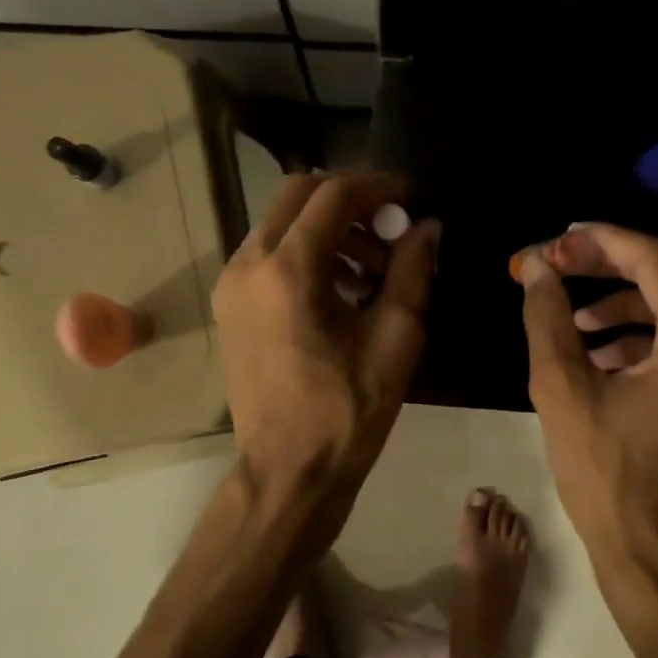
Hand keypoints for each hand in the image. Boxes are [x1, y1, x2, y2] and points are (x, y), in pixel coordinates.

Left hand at [213, 172, 439, 513]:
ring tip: (373, 269)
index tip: (410, 197)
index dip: (377, 186)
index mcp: (288, 270)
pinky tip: (342, 290)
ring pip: (281, 223)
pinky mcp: (230, 306)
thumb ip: (413, 271)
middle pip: (298, 195)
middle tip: (391, 227)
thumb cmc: (348, 410)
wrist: (289, 471)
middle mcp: (248, 264)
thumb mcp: (396, 338)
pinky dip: (307, 253)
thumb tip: (427, 227)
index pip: (333, 195)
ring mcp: (231, 285)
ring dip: (329, 228)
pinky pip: (269, 254)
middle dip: (350, 201)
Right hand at [513, 223, 657, 596]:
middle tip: (554, 264)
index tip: (552, 241)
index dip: (599, 241)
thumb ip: (548, 317)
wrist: (654, 554)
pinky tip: (596, 353)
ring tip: (570, 318)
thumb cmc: (607, 475)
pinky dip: (640, 337)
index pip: (655, 259)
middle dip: (606, 266)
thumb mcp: (562, 390)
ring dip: (621, 303)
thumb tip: (537, 268)